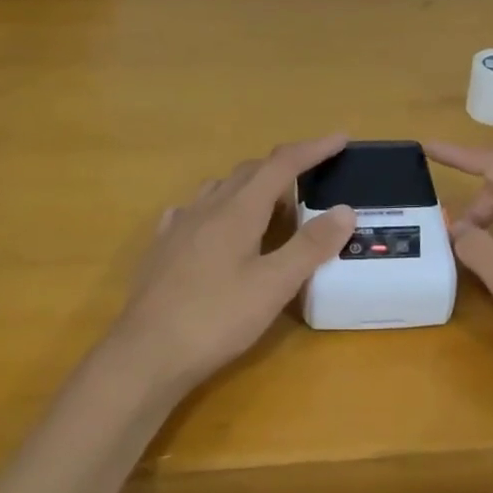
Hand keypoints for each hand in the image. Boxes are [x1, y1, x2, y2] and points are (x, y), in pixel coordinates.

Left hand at [103, 137, 355, 394]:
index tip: (340, 139)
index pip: (281, 165)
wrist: (146, 353)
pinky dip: (217, 208)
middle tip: (311, 180)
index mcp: (237, 210)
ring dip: (249, 187)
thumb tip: (345, 209)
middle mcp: (206, 208)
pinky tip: (215, 228)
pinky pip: (194, 211)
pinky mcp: (161, 249)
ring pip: (219, 189)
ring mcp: (179, 226)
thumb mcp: (274, 286)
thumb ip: (310, 246)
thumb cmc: (216, 318)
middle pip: (249, 172)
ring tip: (269, 207)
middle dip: (283, 168)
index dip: (313, 149)